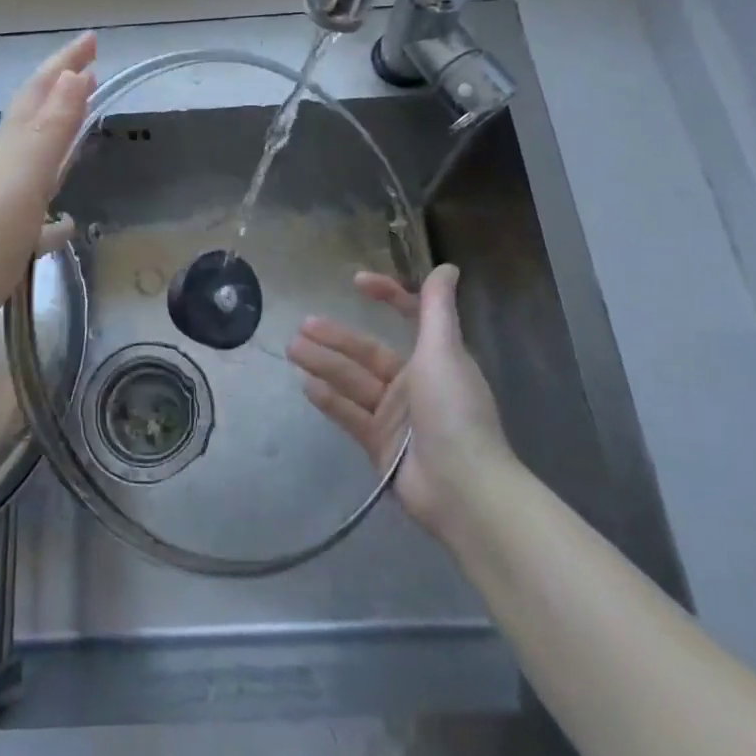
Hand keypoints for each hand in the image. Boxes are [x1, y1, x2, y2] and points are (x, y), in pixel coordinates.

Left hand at [0, 32, 96, 352]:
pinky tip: (66, 225)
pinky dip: (53, 211)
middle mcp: (2, 169)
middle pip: (34, 118)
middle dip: (61, 90)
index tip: (93, 39)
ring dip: (58, 138)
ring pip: (34, 161)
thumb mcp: (20, 180)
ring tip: (82, 127)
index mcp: (8, 150)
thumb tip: (76, 75)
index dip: (65, 63)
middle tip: (90, 69)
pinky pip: (35, 215)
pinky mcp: (0, 243)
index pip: (40, 93)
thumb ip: (50, 130)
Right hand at [288, 264, 515, 543]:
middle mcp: (414, 382)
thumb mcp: (444, 351)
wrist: (463, 489)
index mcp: (435, 358)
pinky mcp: (379, 443)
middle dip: (336, 338)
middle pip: (368, 352)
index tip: (356, 282)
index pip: (409, 316)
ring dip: (324, 364)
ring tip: (293, 349)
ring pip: (353, 381)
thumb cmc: (454, 411)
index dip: (386, 295)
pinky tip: (305, 384)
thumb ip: (437, 307)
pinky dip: (329, 399)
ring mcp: (395, 415)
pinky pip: (349, 414)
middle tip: (303, 325)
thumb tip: (447, 267)